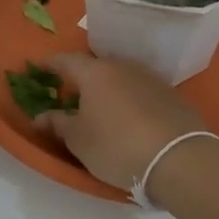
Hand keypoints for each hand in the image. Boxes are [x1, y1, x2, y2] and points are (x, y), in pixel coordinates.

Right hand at [32, 52, 209, 194]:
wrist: (178, 158)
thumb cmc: (116, 145)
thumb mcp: (79, 140)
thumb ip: (57, 124)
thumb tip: (40, 117)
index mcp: (95, 73)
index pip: (67, 60)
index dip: (51, 64)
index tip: (41, 67)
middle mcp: (122, 67)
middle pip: (96, 67)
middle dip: (83, 78)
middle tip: (72, 93)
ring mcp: (150, 79)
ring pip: (121, 78)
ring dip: (109, 89)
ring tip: (102, 107)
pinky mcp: (172, 95)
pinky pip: (142, 92)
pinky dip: (131, 100)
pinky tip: (131, 119)